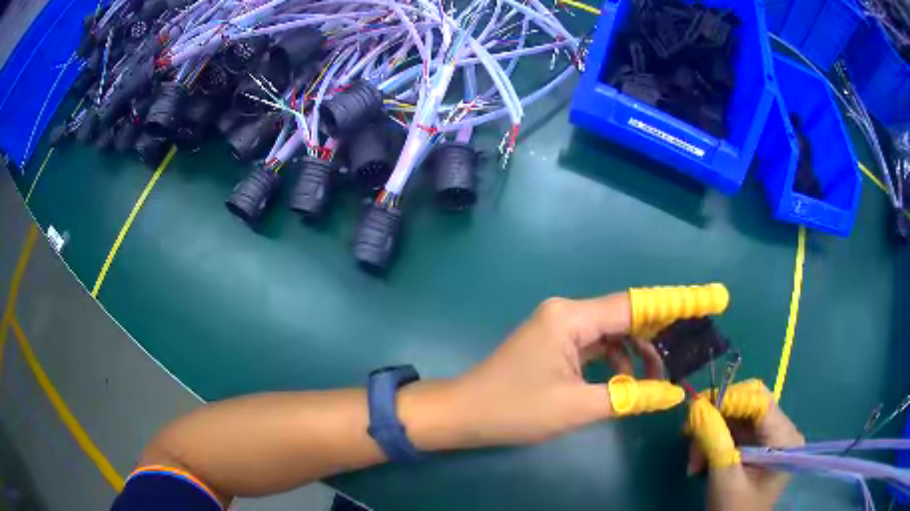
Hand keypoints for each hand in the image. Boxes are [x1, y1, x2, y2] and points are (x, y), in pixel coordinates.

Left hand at [429, 293, 682, 448]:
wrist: (464, 414)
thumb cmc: (516, 409)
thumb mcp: (577, 407)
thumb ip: (629, 397)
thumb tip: (672, 394)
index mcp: (571, 317)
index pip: (636, 305)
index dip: (677, 302)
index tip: (711, 298)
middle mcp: (567, 312)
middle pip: (626, 316)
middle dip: (659, 334)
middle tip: (688, 351)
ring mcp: (559, 327)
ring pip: (612, 332)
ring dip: (637, 353)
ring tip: (657, 379)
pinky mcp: (555, 343)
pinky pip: (596, 345)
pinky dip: (616, 361)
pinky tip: (625, 381)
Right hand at [686, 380, 804, 510]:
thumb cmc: (735, 510)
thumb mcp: (725, 477)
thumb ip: (714, 441)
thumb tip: (696, 407)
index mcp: (784, 438)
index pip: (760, 401)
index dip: (730, 398)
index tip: (698, 406)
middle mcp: (782, 430)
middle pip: (749, 405)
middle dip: (718, 418)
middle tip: (690, 433)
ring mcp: (770, 436)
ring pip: (738, 416)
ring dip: (712, 432)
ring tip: (693, 459)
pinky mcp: (758, 443)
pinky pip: (735, 429)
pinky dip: (715, 440)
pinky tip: (701, 459)